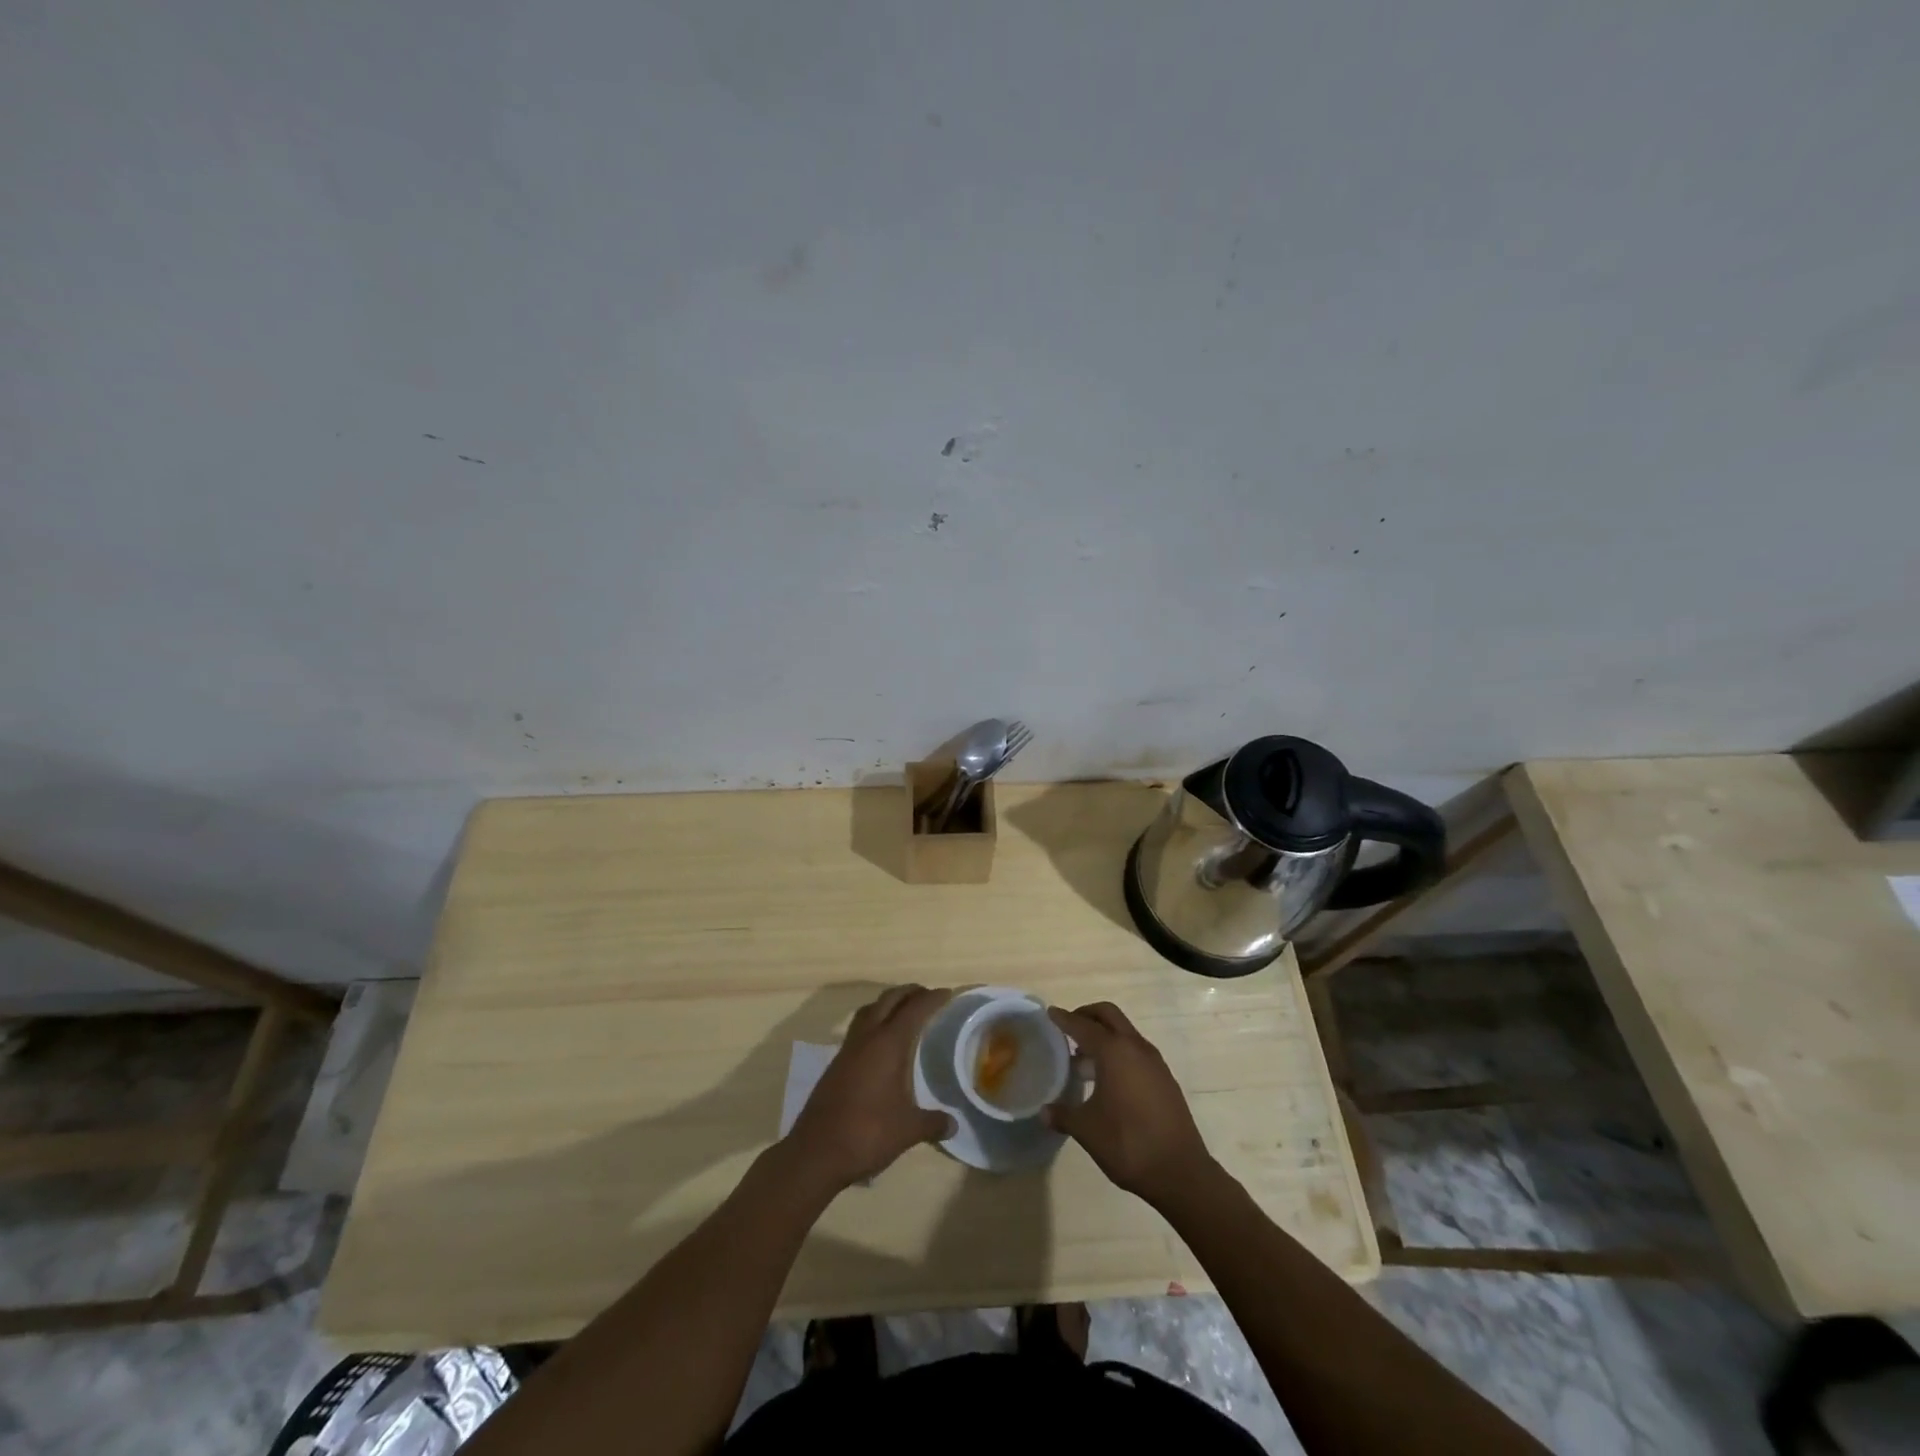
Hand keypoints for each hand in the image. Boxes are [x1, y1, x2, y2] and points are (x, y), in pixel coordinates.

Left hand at [785, 985, 954, 1191]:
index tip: (947, 993)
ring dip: (887, 1003)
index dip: (932, 998)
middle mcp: (866, 1038)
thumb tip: (953, 1124)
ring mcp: (847, 1050)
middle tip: (927, 995)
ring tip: (903, 1011)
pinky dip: (873, 1023)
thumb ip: (933, 1122)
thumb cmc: (867, 1133)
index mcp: (887, 1045)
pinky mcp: (836, 1064)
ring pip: (869, 1011)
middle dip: (909, 992)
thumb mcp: (907, 1130)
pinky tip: (880, 1044)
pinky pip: (858, 1029)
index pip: (914, 1010)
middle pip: (888, 1000)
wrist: (815, 1153)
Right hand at [1044, 1002, 1213, 1206]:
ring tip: (1083, 1058)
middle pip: (1108, 1015)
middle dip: (1087, 1015)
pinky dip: (1119, 1052)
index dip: (1064, 1019)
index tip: (1050, 1013)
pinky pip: (1136, 1051)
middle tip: (1068, 1028)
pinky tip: (1108, 1079)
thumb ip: (1063, 1115)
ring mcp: (1154, 1062)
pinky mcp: (1165, 1078)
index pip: (1083, 1026)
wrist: (1180, 1172)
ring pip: (1124, 1032)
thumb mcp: (1087, 1130)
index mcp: (1114, 1051)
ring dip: (1104, 1035)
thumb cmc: (1127, 1144)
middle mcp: (1135, 1047)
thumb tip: (1044, 1111)